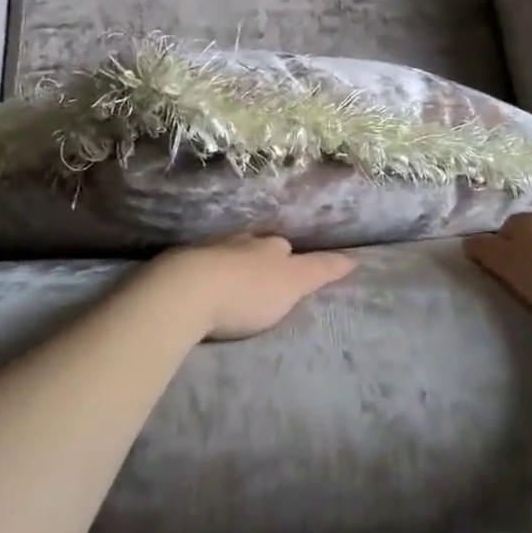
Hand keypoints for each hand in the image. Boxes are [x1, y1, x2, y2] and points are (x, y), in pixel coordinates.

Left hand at [133, 234, 356, 341]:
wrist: (184, 292)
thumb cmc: (247, 291)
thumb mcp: (293, 283)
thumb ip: (321, 270)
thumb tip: (354, 258)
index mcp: (267, 245)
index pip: (284, 246)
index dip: (290, 258)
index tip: (292, 269)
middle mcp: (238, 240)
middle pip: (253, 245)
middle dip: (258, 256)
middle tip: (262, 275)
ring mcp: (205, 250)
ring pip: (224, 251)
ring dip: (229, 262)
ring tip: (232, 280)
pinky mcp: (177, 266)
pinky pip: (196, 265)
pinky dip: (203, 272)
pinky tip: (200, 285)